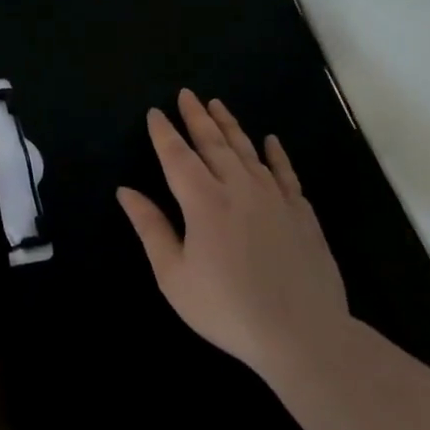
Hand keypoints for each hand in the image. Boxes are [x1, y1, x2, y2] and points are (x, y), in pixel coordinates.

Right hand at [117, 89, 349, 381]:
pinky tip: (271, 140)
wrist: (303, 336)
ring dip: (230, 126)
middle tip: (186, 94)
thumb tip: (126, 191)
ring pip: (248, 151)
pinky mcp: (302, 213)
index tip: (155, 113)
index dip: (164, 133)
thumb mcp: (174, 275)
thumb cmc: (227, 309)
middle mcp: (239, 188)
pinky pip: (286, 173)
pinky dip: (277, 154)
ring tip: (217, 105)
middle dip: (196, 117)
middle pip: (213, 143)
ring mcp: (275, 198)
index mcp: (203, 201)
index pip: (177, 156)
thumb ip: (151, 228)